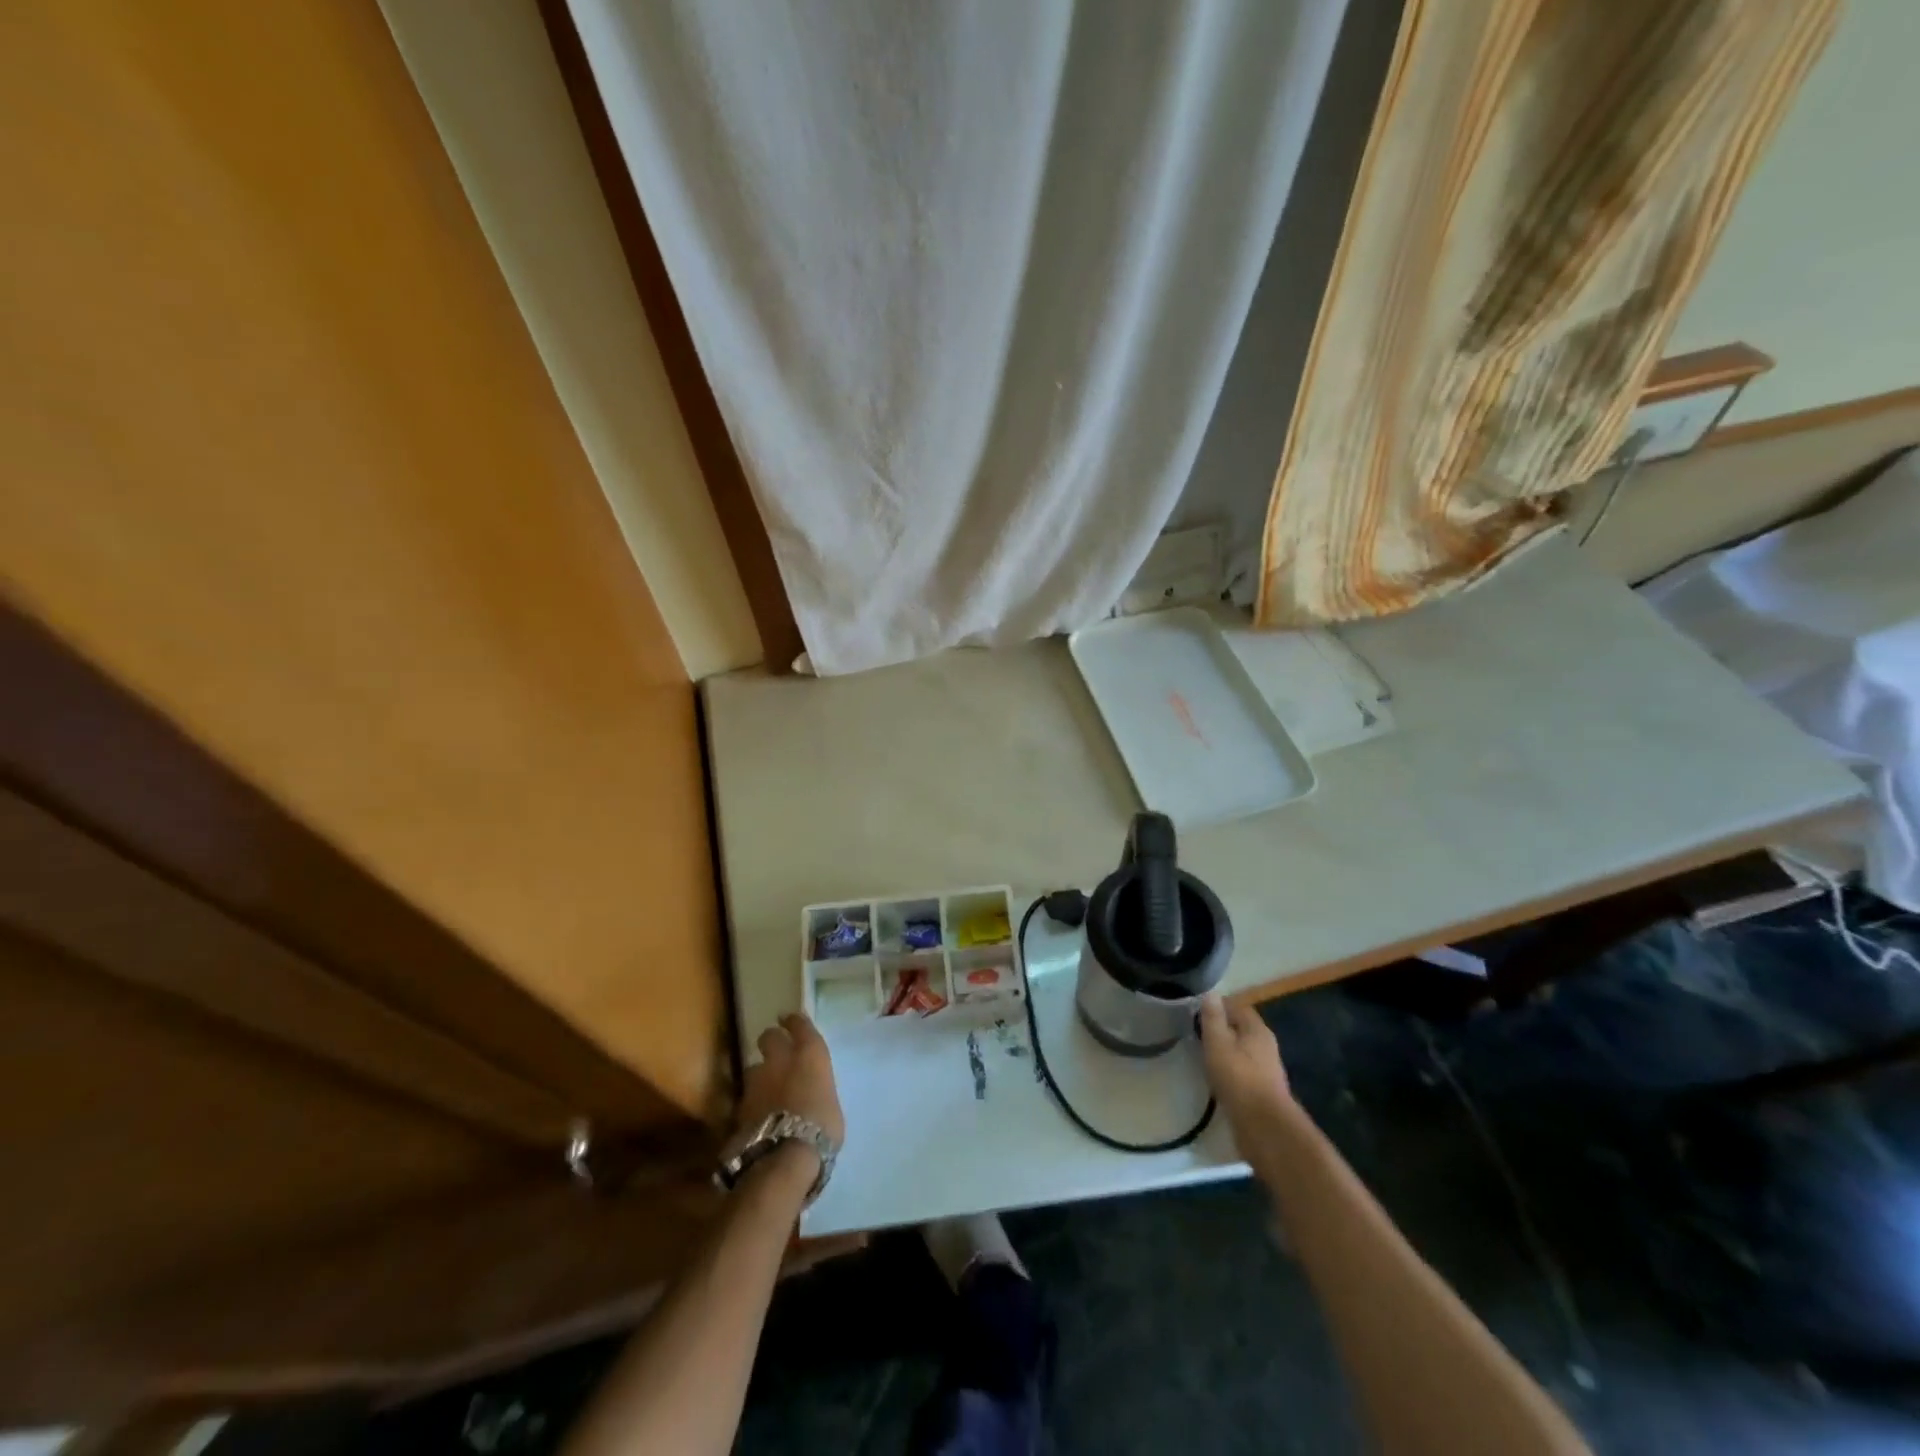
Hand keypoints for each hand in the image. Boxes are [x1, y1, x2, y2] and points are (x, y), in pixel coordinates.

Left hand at [737, 1012, 844, 1149]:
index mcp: (809, 1053)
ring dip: (759, 1075)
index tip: (790, 1020)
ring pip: (753, 1067)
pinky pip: (746, 1096)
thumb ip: (817, 1090)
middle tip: (775, 1051)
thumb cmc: (822, 1126)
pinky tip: (757, 1113)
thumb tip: (811, 1095)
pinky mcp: (740, 1104)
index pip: (799, 1024)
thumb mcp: (830, 1103)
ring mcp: (757, 1080)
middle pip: (769, 1037)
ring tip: (765, 1089)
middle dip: (771, 1041)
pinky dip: (752, 1102)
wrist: (786, 1154)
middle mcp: (781, 1059)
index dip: (794, 1021)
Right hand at [1198, 994, 1292, 1128]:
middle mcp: (1266, 1045)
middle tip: (1195, 1031)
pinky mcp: (1262, 1090)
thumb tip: (1211, 993)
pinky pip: (1242, 1069)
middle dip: (1220, 1027)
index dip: (1217, 1006)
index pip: (1238, 1006)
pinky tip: (1215, 1076)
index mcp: (1257, 1030)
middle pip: (1241, 1028)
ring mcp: (1266, 1069)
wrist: (1265, 1128)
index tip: (1195, 1010)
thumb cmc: (1239, 1078)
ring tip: (1201, 1053)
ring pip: (1242, 1050)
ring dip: (1225, 1049)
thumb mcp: (1218, 1043)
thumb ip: (1213, 1018)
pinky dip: (1229, 1068)